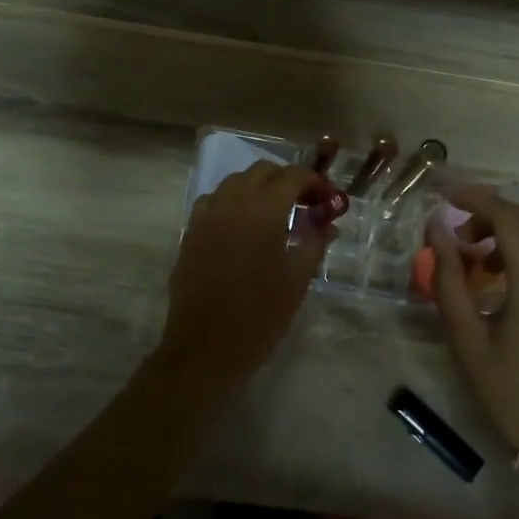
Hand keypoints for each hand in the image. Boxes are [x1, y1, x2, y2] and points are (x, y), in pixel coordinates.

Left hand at [160, 161, 337, 385]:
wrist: (205, 347)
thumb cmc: (260, 315)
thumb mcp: (297, 279)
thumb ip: (314, 242)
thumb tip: (327, 223)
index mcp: (262, 210)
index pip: (292, 176)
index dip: (314, 181)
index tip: (328, 199)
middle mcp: (232, 202)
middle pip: (262, 171)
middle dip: (286, 180)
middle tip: (305, 203)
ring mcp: (206, 215)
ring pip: (235, 182)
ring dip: (259, 187)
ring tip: (276, 213)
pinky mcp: (191, 231)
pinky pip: (214, 201)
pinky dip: (233, 202)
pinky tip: (243, 226)